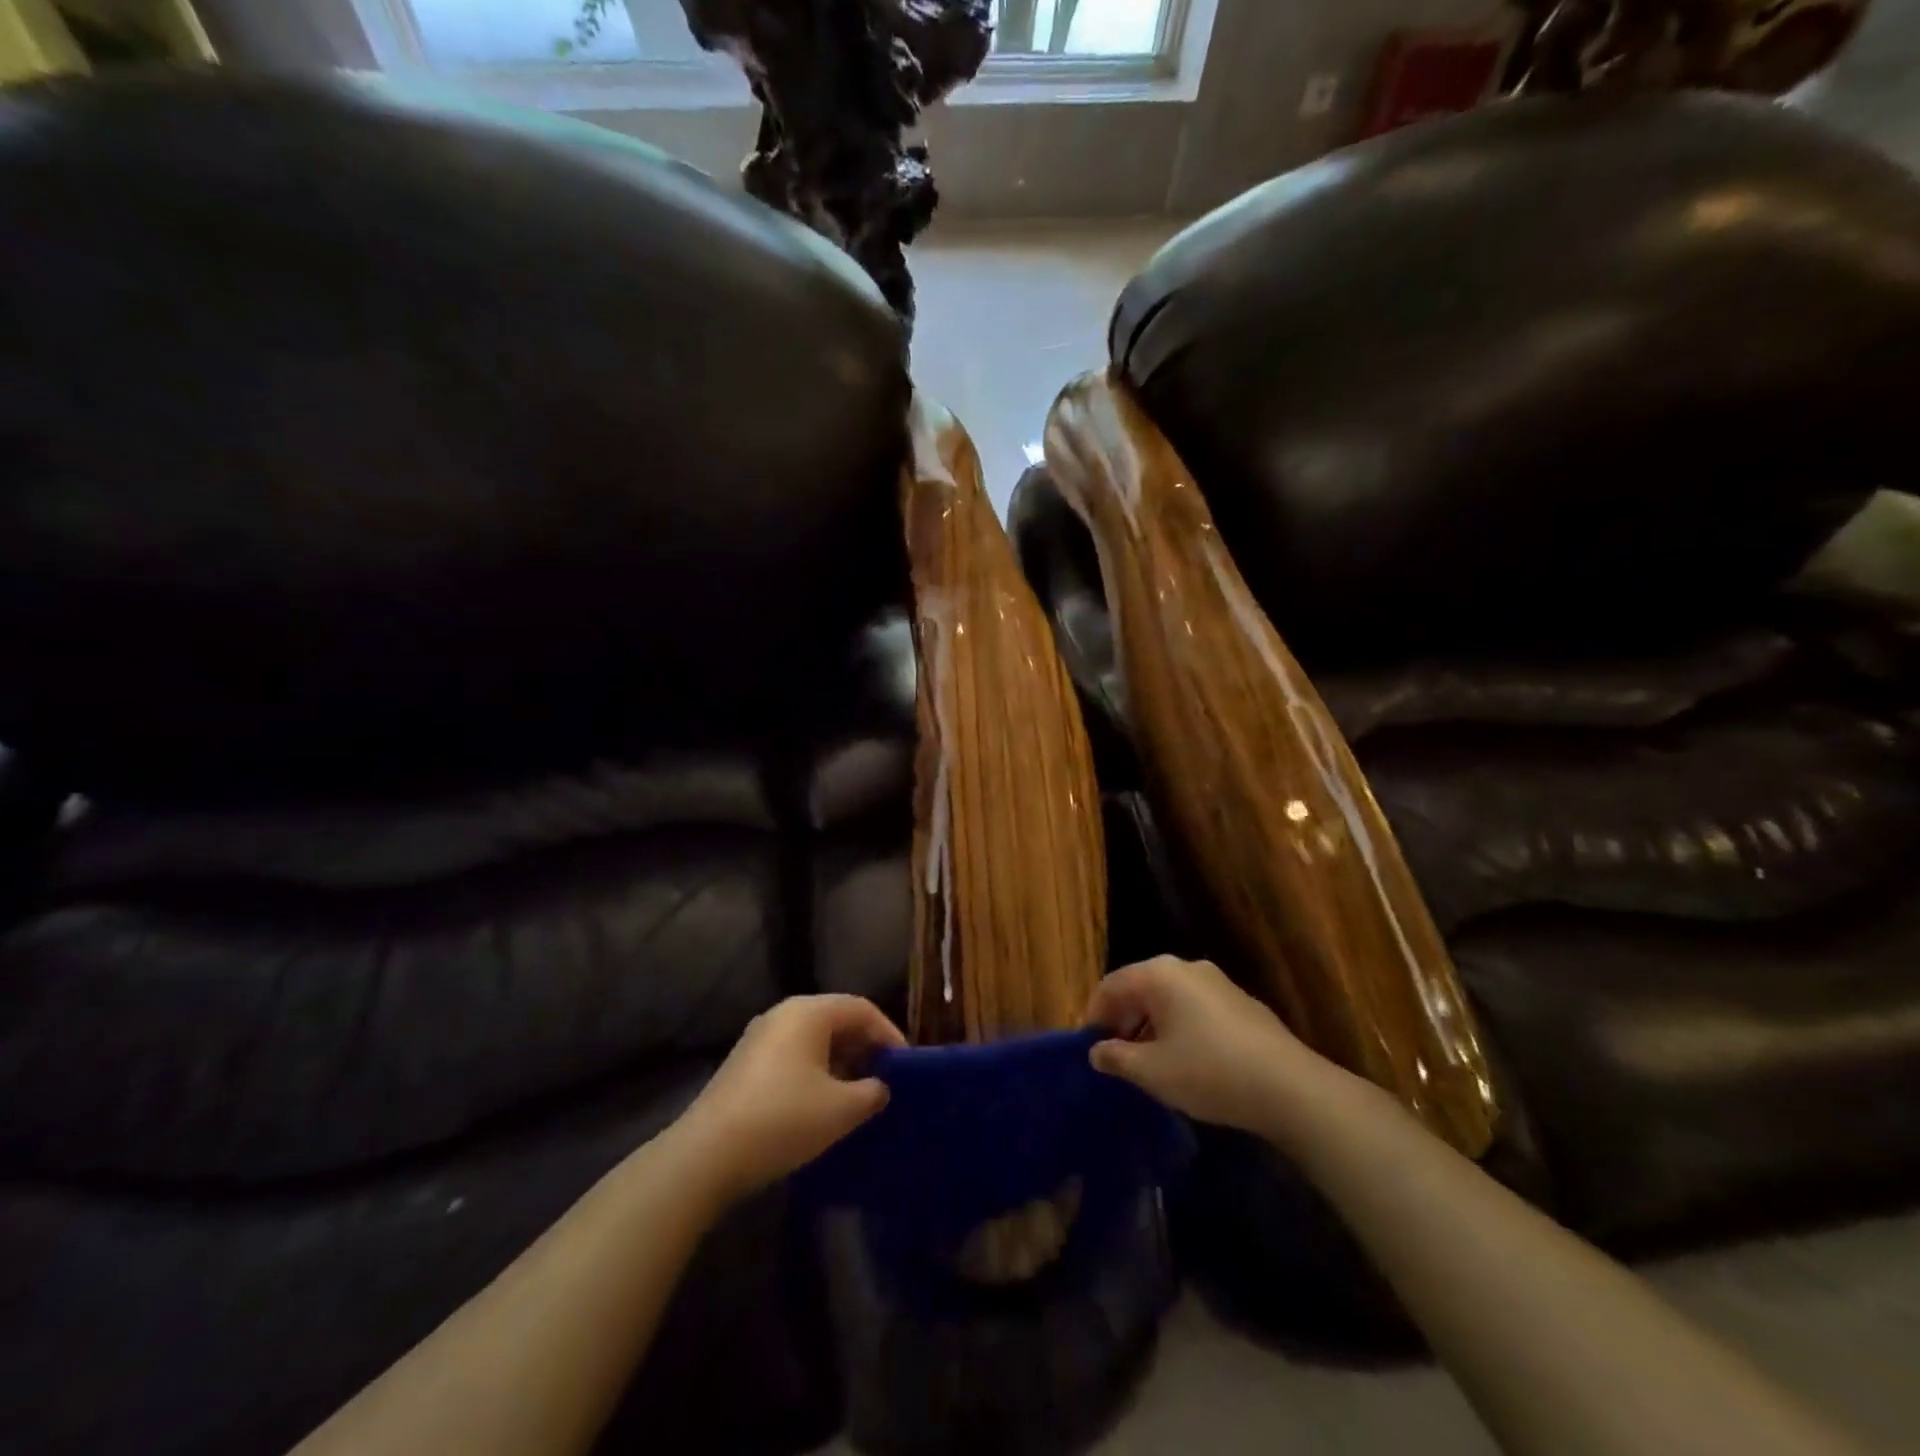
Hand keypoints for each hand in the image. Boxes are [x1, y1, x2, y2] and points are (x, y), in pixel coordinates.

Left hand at [674, 995, 905, 1201]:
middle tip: (885, 1080)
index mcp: (809, 1012)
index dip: (889, 1034)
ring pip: (813, 1040)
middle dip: (864, 1048)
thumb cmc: (783, 1119)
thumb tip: (880, 1087)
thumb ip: (871, 1092)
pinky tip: (821, 1106)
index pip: (862, 1009)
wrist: (706, 1156)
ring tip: (857, 1096)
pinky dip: (815, 1072)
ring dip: (840, 1063)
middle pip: (836, 1020)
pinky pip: (793, 1056)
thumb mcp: (841, 1109)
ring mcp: (759, 1038)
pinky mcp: (744, 1065)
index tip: (905, 1066)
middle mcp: (783, 1014)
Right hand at [1085, 956, 1336, 1135]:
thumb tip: (1096, 1051)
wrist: (1289, 1087)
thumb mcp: (1153, 1071)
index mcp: (1159, 974)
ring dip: (1151, 1025)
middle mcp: (1187, 968)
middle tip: (1115, 1054)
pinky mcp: (1241, 1003)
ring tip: (1147, 1062)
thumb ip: (1117, 1057)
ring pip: (1169, 998)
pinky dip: (1179, 1027)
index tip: (1089, 1046)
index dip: (1094, 1014)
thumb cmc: (1209, 1071)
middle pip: (1140, 987)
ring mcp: (1218, 983)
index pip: (1111, 985)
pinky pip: (1195, 1008)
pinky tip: (1186, 1061)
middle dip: (1123, 1018)